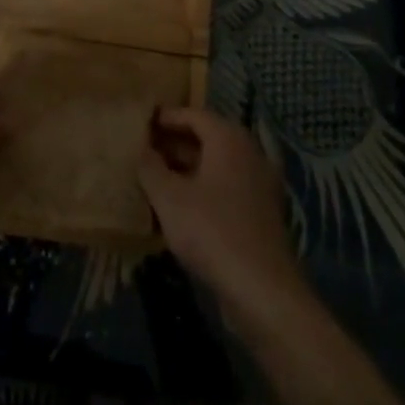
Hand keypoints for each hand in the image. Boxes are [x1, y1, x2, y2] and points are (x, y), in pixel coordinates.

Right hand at [140, 107, 304, 321]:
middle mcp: (249, 153)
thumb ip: (150, 168)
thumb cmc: (211, 231)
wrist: (262, 290)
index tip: (143, 122)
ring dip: (188, 169)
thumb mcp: (169, 198)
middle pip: (207, 138)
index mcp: (229, 139)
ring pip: (217, 166)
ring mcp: (259, 184)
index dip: (167, 117)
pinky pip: (227, 188)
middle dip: (175, 144)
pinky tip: (181, 208)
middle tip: (145, 150)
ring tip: (156, 179)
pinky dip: (204, 189)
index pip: (194, 114)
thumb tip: (141, 149)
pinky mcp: (262, 213)